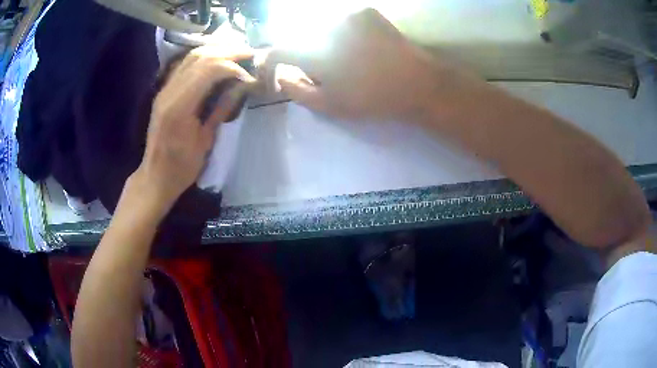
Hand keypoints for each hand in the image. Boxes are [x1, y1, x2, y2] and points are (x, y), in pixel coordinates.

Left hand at [133, 45, 254, 213]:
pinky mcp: (164, 91)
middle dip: (228, 51)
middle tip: (250, 53)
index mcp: (180, 106)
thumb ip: (221, 109)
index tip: (251, 74)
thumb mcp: (206, 141)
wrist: (155, 176)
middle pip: (201, 56)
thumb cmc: (182, 166)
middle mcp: (169, 91)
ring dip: (216, 50)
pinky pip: (184, 65)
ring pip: (191, 56)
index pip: (209, 69)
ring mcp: (164, 89)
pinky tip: (216, 59)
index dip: (234, 66)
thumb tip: (242, 86)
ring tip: (237, 52)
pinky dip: (203, 57)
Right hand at [264, 8, 470, 120]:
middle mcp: (327, 26)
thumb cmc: (372, 98)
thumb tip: (282, 77)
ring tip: (346, 59)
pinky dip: (342, 32)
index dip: (271, 61)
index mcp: (316, 51)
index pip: (279, 50)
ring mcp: (348, 15)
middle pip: (302, 39)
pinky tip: (359, 46)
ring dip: (324, 42)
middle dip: (306, 55)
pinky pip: (342, 20)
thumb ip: (297, 91)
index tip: (274, 69)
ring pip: (322, 28)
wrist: (417, 82)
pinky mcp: (366, 11)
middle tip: (326, 72)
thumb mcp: (330, 105)